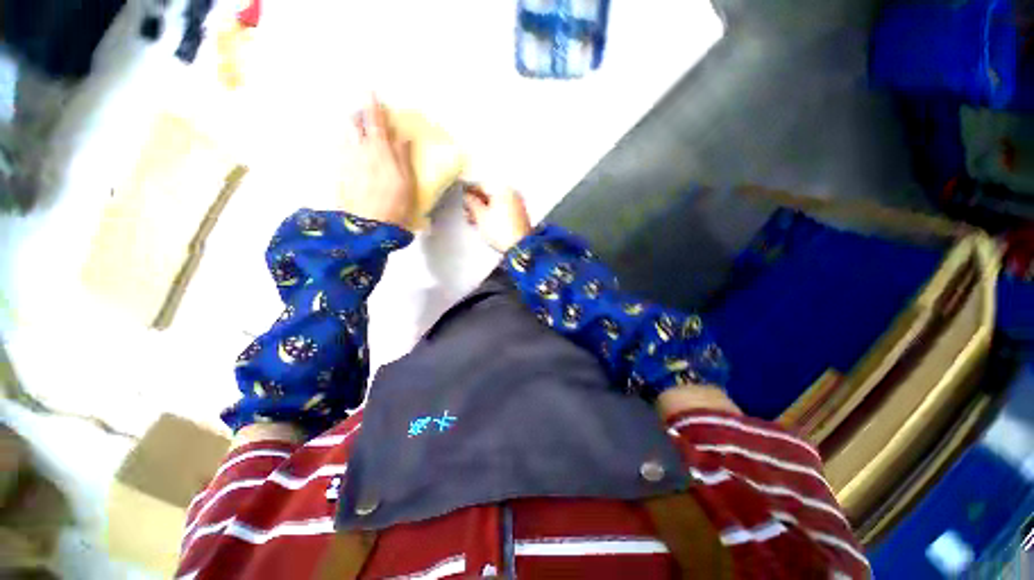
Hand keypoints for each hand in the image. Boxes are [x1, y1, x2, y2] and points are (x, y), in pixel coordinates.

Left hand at [339, 97, 415, 228]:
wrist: (367, 225)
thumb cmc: (395, 204)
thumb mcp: (406, 182)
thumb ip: (403, 157)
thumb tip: (401, 137)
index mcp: (378, 151)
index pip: (375, 122)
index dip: (373, 106)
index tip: (369, 90)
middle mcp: (358, 151)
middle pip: (353, 124)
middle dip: (358, 115)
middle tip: (364, 114)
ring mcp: (346, 161)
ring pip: (345, 136)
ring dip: (351, 128)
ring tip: (357, 130)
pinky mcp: (339, 173)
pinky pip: (340, 150)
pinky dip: (345, 144)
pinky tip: (350, 150)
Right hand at [463, 185, 533, 251]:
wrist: (518, 247)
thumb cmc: (502, 231)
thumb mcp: (480, 215)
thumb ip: (471, 203)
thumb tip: (467, 197)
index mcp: (503, 189)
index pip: (482, 186)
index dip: (469, 192)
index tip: (463, 197)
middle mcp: (513, 195)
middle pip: (490, 196)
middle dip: (477, 203)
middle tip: (467, 211)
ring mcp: (518, 207)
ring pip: (497, 205)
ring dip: (484, 211)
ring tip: (474, 220)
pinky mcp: (520, 218)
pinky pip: (504, 213)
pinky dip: (494, 216)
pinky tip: (486, 224)